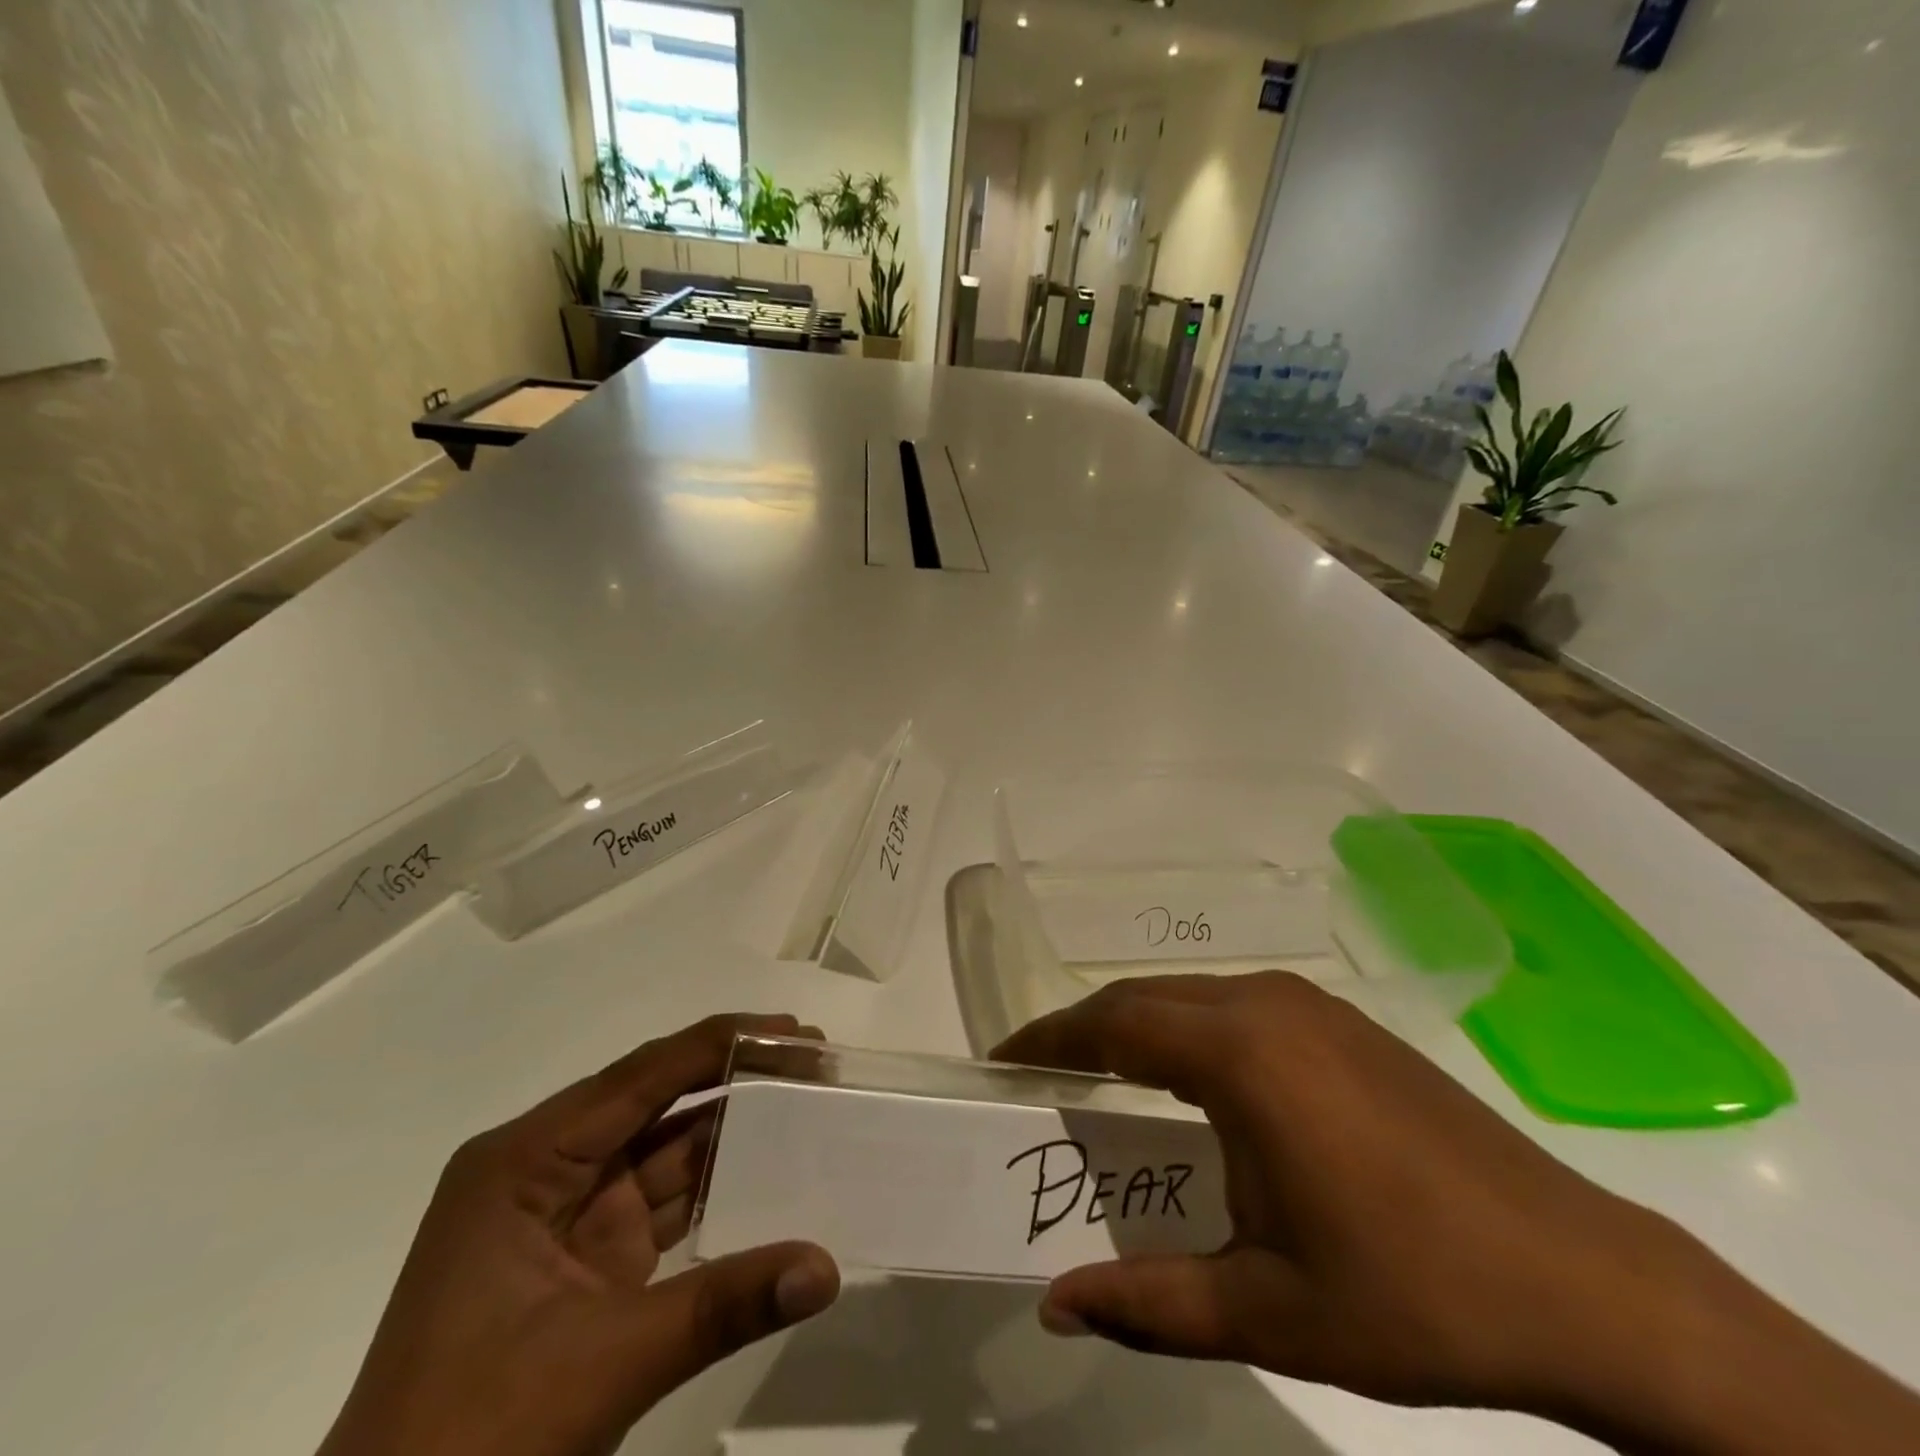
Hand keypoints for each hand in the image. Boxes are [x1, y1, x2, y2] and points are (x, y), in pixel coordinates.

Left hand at [319, 1014, 840, 1455]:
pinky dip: (719, 1188)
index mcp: (525, 1160)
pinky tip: (774, 1172)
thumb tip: (828, 1268)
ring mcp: (569, 1217)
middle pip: (658, 1101)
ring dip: (735, 1129)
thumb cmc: (469, 1444)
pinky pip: (666, 1203)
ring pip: (667, 1150)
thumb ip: (723, 1305)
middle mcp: (546, 1169)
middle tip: (814, 1059)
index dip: (722, 1044)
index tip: (794, 1031)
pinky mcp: (590, 1261)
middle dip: (737, 1076)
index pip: (641, 1077)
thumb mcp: (601, 1365)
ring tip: (808, 1103)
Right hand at [994, 973, 1919, 1452]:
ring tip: (1100, 1077)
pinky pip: (1234, 1006)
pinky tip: (1190, 1079)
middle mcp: (1266, 1006)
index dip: (1050, 1039)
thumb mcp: (1270, 1309)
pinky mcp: (1342, 1023)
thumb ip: (1150, 1302)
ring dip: (1137, 1026)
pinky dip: (1187, 1029)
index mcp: (1241, 1054)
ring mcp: (1310, 1007)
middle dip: (1084, 1030)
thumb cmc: (1415, 1293)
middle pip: (1145, 998)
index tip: (1002, 1061)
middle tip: (1041, 1076)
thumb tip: (1054, 1307)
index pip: (1114, 1023)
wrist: (1586, 1282)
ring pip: (1190, 996)